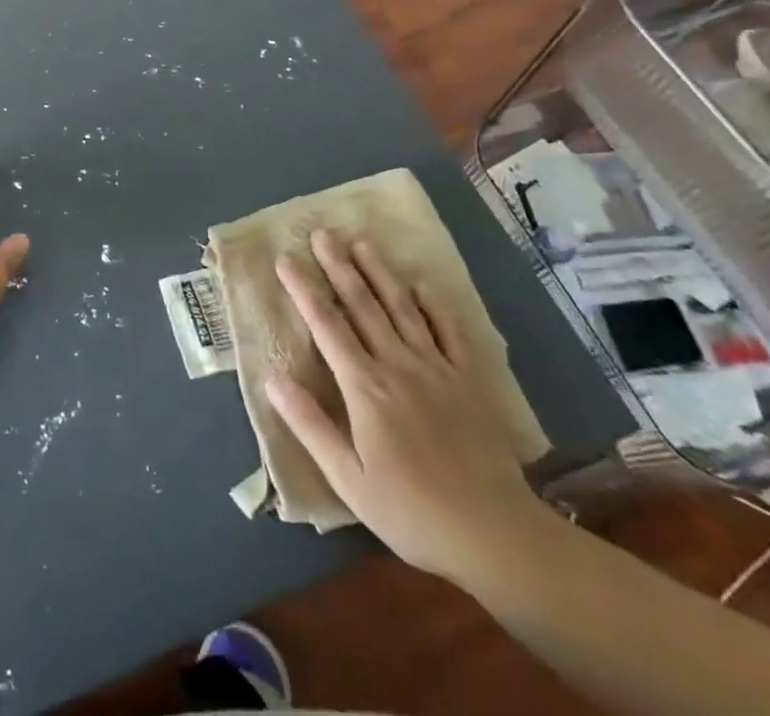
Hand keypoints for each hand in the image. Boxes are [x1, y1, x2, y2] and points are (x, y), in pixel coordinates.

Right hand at [265, 231, 549, 585]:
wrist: (496, 535)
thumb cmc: (412, 512)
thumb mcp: (348, 480)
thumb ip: (310, 425)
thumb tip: (272, 379)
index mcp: (365, 387)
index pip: (326, 326)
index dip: (303, 290)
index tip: (285, 259)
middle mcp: (398, 365)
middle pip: (362, 305)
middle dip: (339, 266)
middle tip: (322, 233)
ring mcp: (437, 368)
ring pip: (402, 308)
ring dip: (379, 273)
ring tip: (361, 242)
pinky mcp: (469, 380)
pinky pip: (450, 331)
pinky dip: (435, 305)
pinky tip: (422, 284)